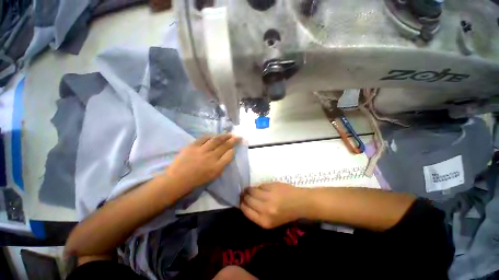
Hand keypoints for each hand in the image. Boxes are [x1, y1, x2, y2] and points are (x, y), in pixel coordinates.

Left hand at [165, 134, 240, 193]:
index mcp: (216, 168)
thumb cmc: (196, 181)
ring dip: (224, 136)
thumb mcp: (212, 176)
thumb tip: (227, 154)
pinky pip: (204, 138)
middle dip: (233, 141)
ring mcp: (201, 150)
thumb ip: (221, 165)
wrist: (177, 180)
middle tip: (238, 136)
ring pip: (216, 140)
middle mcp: (211, 157)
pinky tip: (214, 135)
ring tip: (229, 134)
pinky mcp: (192, 146)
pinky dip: (211, 136)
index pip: (229, 156)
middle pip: (225, 146)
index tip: (235, 147)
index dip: (233, 150)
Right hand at [240, 182, 308, 228]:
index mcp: (264, 221)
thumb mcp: (270, 221)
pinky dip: (258, 187)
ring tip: (249, 189)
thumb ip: (257, 214)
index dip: (242, 204)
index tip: (241, 200)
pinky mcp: (272, 187)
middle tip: (244, 193)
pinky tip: (259, 188)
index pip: (246, 211)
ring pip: (252, 191)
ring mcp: (269, 197)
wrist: (300, 203)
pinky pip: (260, 186)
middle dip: (244, 196)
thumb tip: (245, 203)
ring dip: (249, 189)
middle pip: (248, 200)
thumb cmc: (285, 214)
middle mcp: (265, 210)